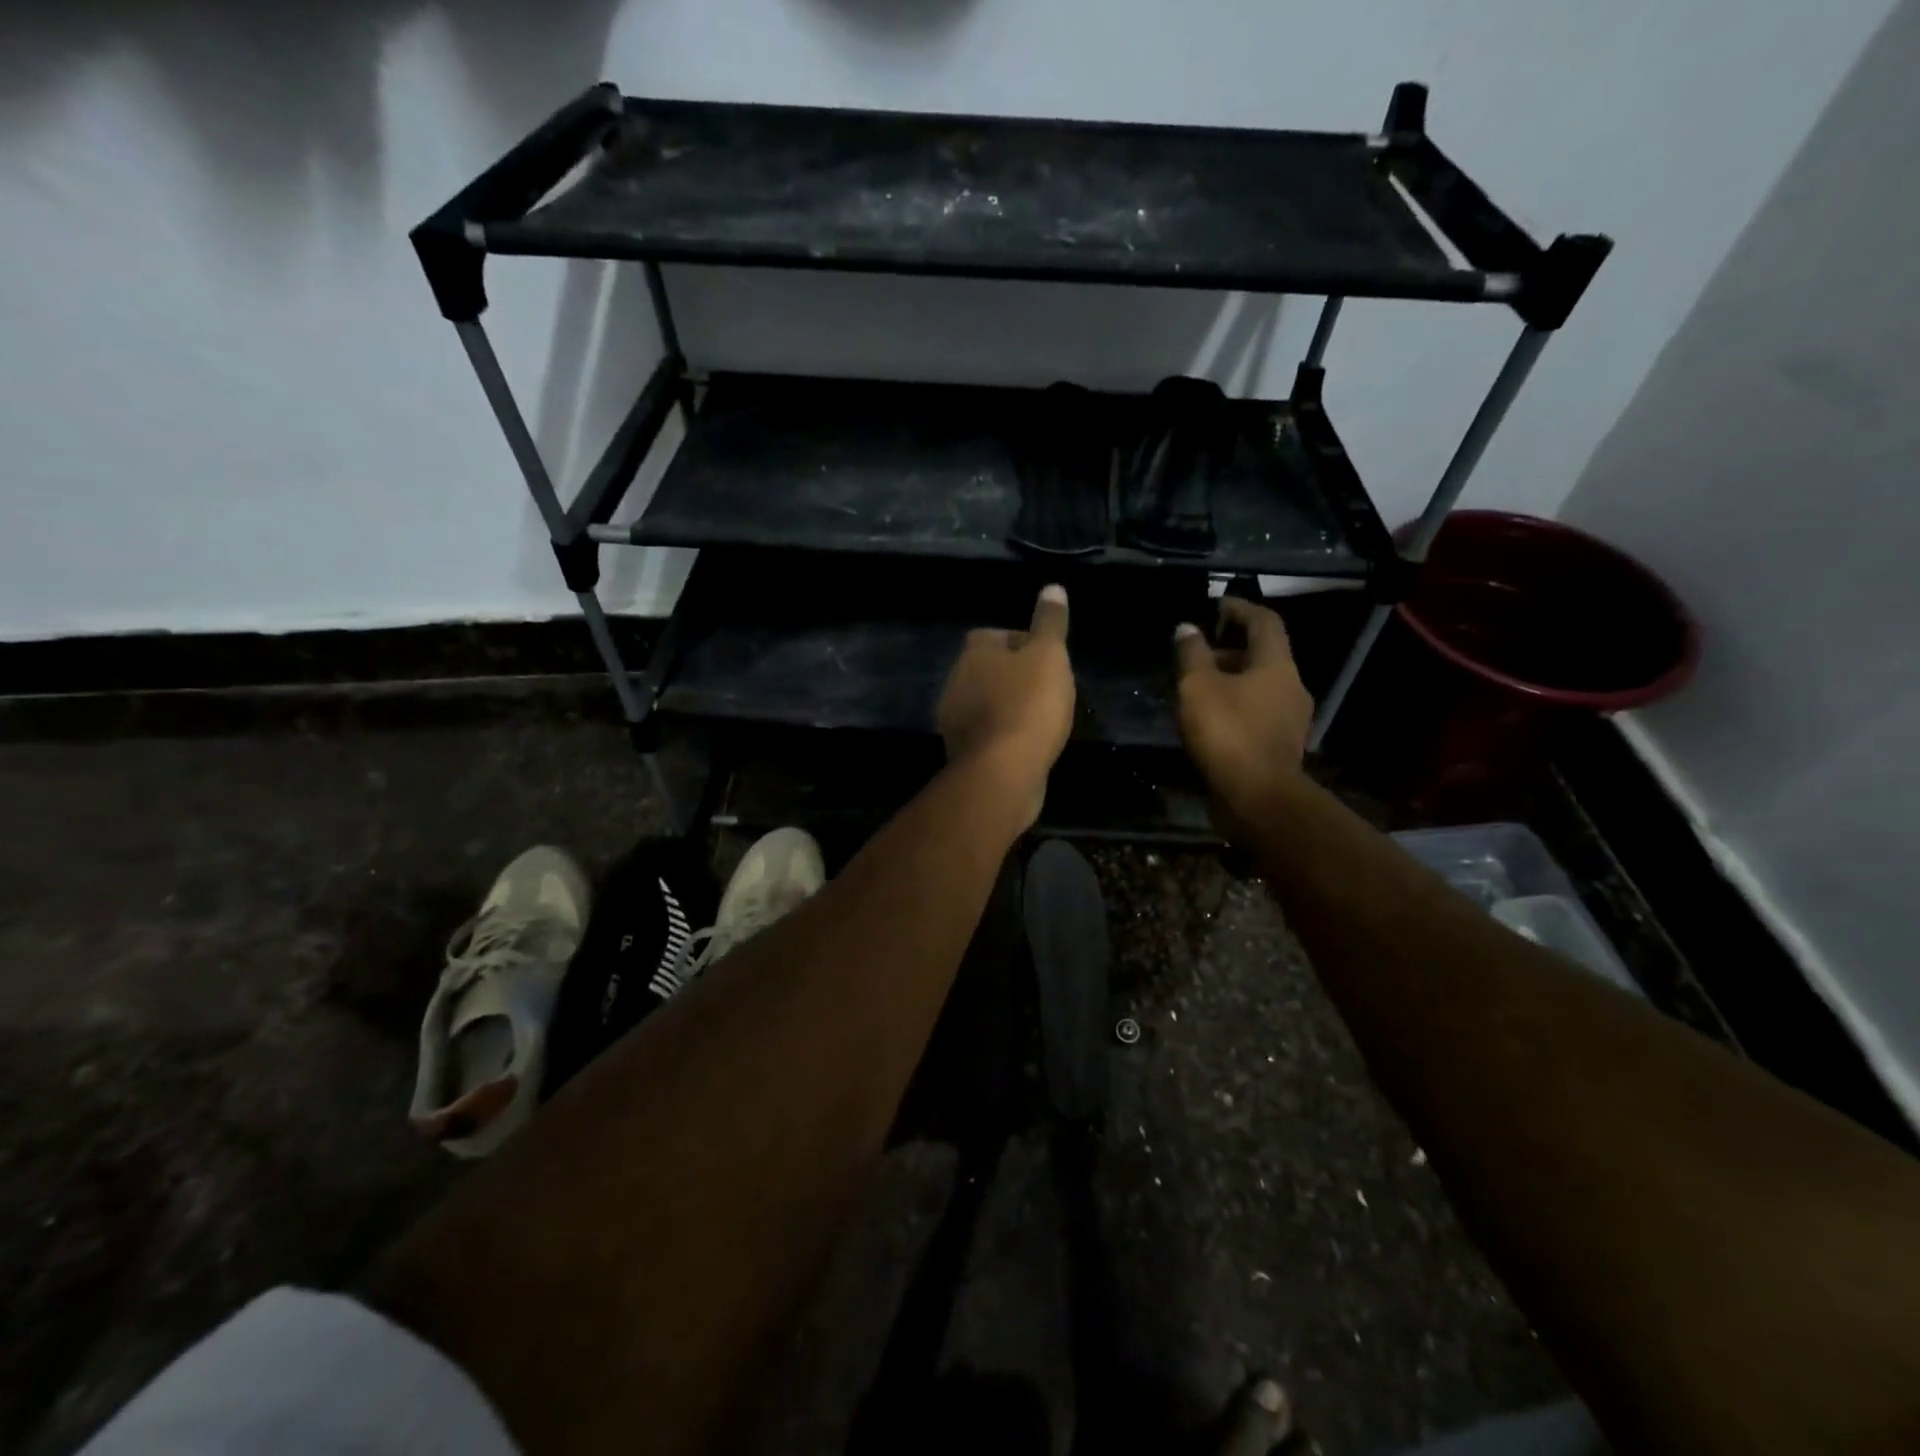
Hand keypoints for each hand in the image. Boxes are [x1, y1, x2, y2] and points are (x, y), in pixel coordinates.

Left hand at [937, 585, 1075, 826]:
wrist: (1003, 773)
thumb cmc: (1029, 705)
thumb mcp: (1049, 656)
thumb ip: (1050, 623)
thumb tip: (1052, 587)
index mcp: (973, 653)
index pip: (994, 635)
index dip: (1023, 642)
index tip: (1048, 658)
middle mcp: (956, 682)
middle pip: (988, 670)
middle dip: (1014, 676)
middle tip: (1048, 688)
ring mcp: (955, 720)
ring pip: (986, 703)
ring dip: (1009, 706)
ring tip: (1042, 718)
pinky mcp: (962, 752)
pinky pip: (987, 733)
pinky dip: (1005, 734)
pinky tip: (1028, 744)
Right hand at [1175, 596, 1314, 824]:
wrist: (1258, 800)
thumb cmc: (1228, 734)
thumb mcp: (1198, 687)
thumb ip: (1192, 654)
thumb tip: (1187, 628)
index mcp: (1277, 666)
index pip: (1265, 622)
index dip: (1240, 608)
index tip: (1216, 605)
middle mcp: (1291, 688)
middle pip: (1262, 656)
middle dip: (1229, 649)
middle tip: (1195, 654)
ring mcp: (1289, 720)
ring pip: (1258, 687)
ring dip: (1229, 681)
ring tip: (1195, 689)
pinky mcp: (1279, 746)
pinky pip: (1256, 714)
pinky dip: (1234, 707)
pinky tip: (1208, 720)